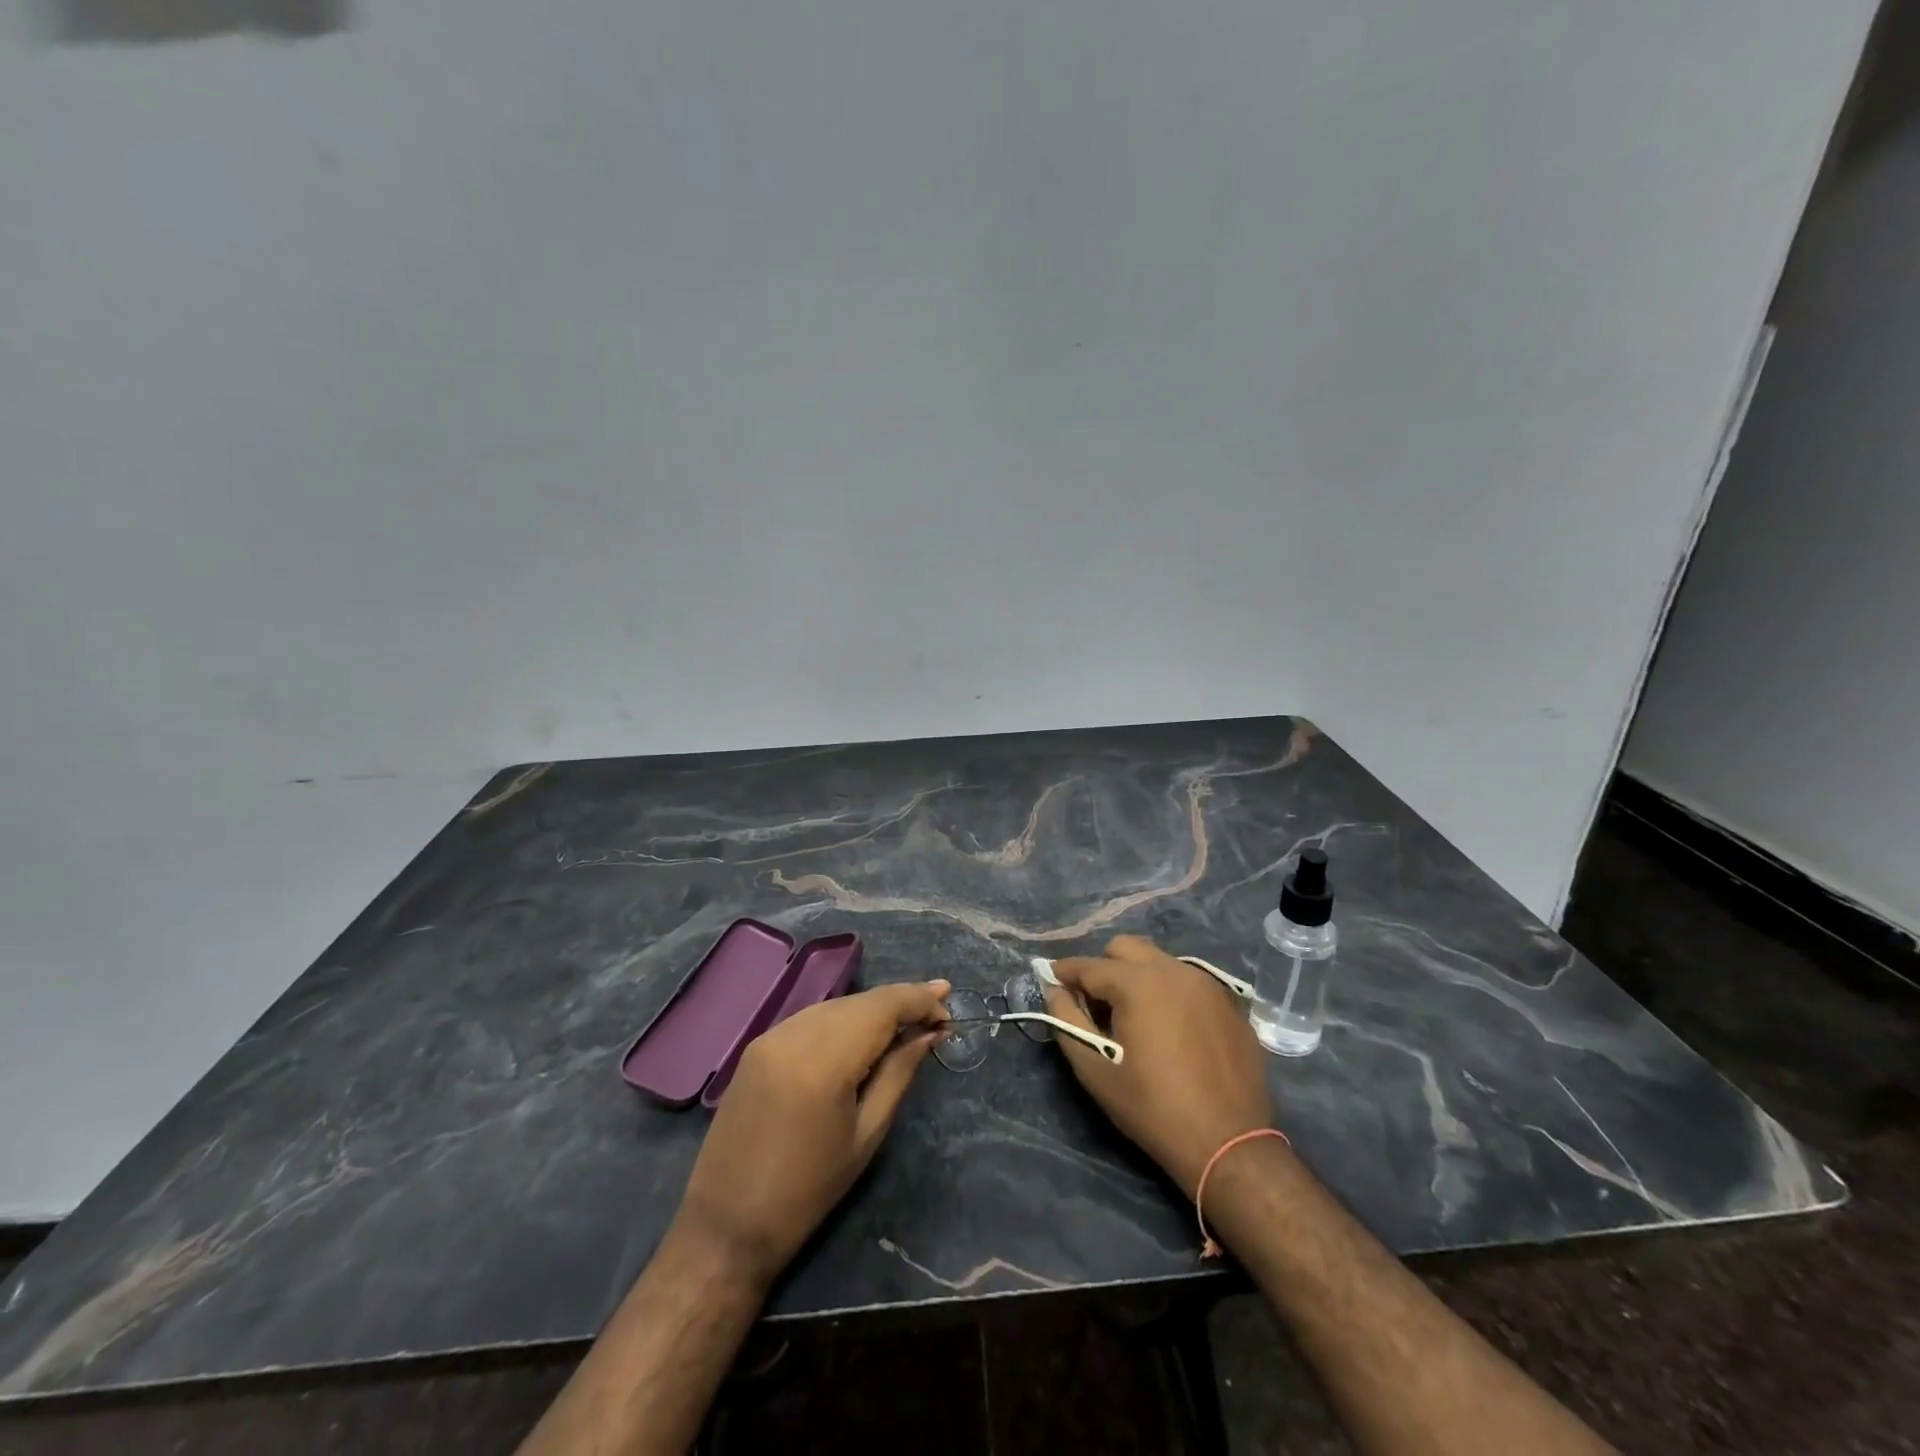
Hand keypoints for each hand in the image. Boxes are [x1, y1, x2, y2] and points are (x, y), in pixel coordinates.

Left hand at [673, 980, 949, 1289]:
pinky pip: (812, 1018)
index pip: (883, 1006)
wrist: (726, 1225)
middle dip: (900, 1002)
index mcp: (824, 1059)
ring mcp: (771, 1035)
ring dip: (872, 1010)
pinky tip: (861, 1036)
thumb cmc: (808, 1190)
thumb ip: (899, 1072)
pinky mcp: (757, 1045)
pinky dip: (843, 1020)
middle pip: (861, 1000)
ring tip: (906, 1024)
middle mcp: (794, 1033)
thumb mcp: (867, 1133)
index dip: (920, 1000)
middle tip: (937, 1013)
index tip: (948, 1010)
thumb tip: (930, 1032)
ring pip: (836, 1005)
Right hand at [1047, 936, 1271, 1196]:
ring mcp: (1208, 984)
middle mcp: (1174, 970)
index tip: (1050, 981)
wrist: (1229, 1144)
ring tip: (1133, 1015)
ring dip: (1138, 975)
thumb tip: (1053, 989)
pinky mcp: (1230, 1003)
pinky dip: (1170, 991)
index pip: (1090, 966)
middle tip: (1095, 1003)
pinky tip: (1171, 1026)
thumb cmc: (1153, 1108)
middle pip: (1126, 948)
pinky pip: (1189, 981)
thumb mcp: (1096, 1071)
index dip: (1065, 973)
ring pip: (1160, 960)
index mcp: (1139, 983)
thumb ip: (1067, 1021)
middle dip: (1103, 966)